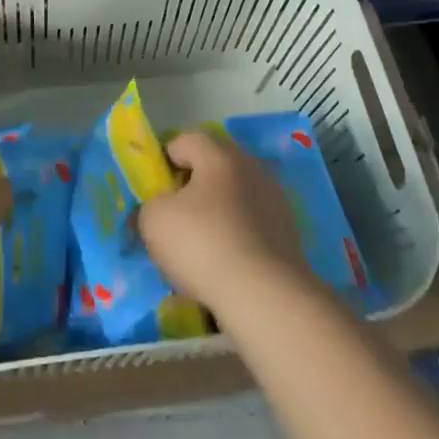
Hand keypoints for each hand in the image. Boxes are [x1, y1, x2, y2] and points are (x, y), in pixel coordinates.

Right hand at [138, 132, 315, 317]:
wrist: (266, 298)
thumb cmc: (204, 246)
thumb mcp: (154, 221)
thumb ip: (150, 205)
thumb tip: (159, 209)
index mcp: (220, 156)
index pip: (186, 140)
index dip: (165, 159)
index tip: (155, 190)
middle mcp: (252, 169)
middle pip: (213, 168)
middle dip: (191, 188)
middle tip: (174, 218)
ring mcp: (275, 202)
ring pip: (234, 198)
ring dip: (215, 215)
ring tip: (199, 249)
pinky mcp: (288, 236)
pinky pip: (251, 227)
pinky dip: (236, 239)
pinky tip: (224, 267)